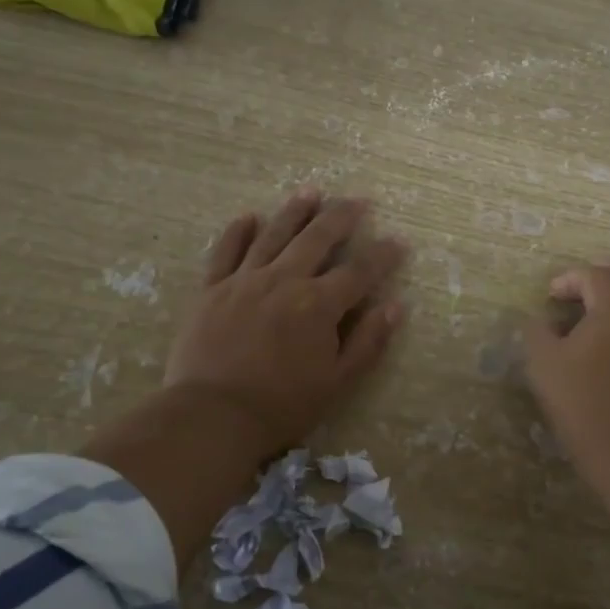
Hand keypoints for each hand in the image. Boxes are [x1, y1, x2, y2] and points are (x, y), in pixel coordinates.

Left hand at [164, 189, 407, 455]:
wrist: (211, 416)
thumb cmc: (281, 406)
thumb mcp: (337, 382)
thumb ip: (368, 341)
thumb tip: (395, 305)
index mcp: (318, 305)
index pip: (359, 271)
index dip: (382, 255)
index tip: (398, 241)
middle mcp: (284, 280)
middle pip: (317, 238)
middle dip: (341, 217)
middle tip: (358, 200)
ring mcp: (244, 281)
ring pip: (274, 235)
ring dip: (295, 211)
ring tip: (311, 192)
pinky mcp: (212, 289)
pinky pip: (225, 251)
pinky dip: (238, 231)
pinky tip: (249, 216)